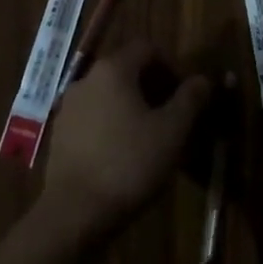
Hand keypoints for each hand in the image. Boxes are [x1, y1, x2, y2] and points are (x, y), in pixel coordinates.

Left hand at [38, 40, 210, 244]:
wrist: (73, 214)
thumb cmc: (129, 164)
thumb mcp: (171, 132)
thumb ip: (190, 100)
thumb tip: (202, 79)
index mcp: (114, 69)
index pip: (147, 48)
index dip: (171, 66)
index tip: (185, 95)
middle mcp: (87, 79)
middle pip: (126, 69)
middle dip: (152, 88)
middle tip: (172, 117)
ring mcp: (69, 107)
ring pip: (109, 95)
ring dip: (131, 108)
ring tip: (150, 139)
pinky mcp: (60, 135)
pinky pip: (93, 118)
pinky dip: (111, 126)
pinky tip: (123, 156)